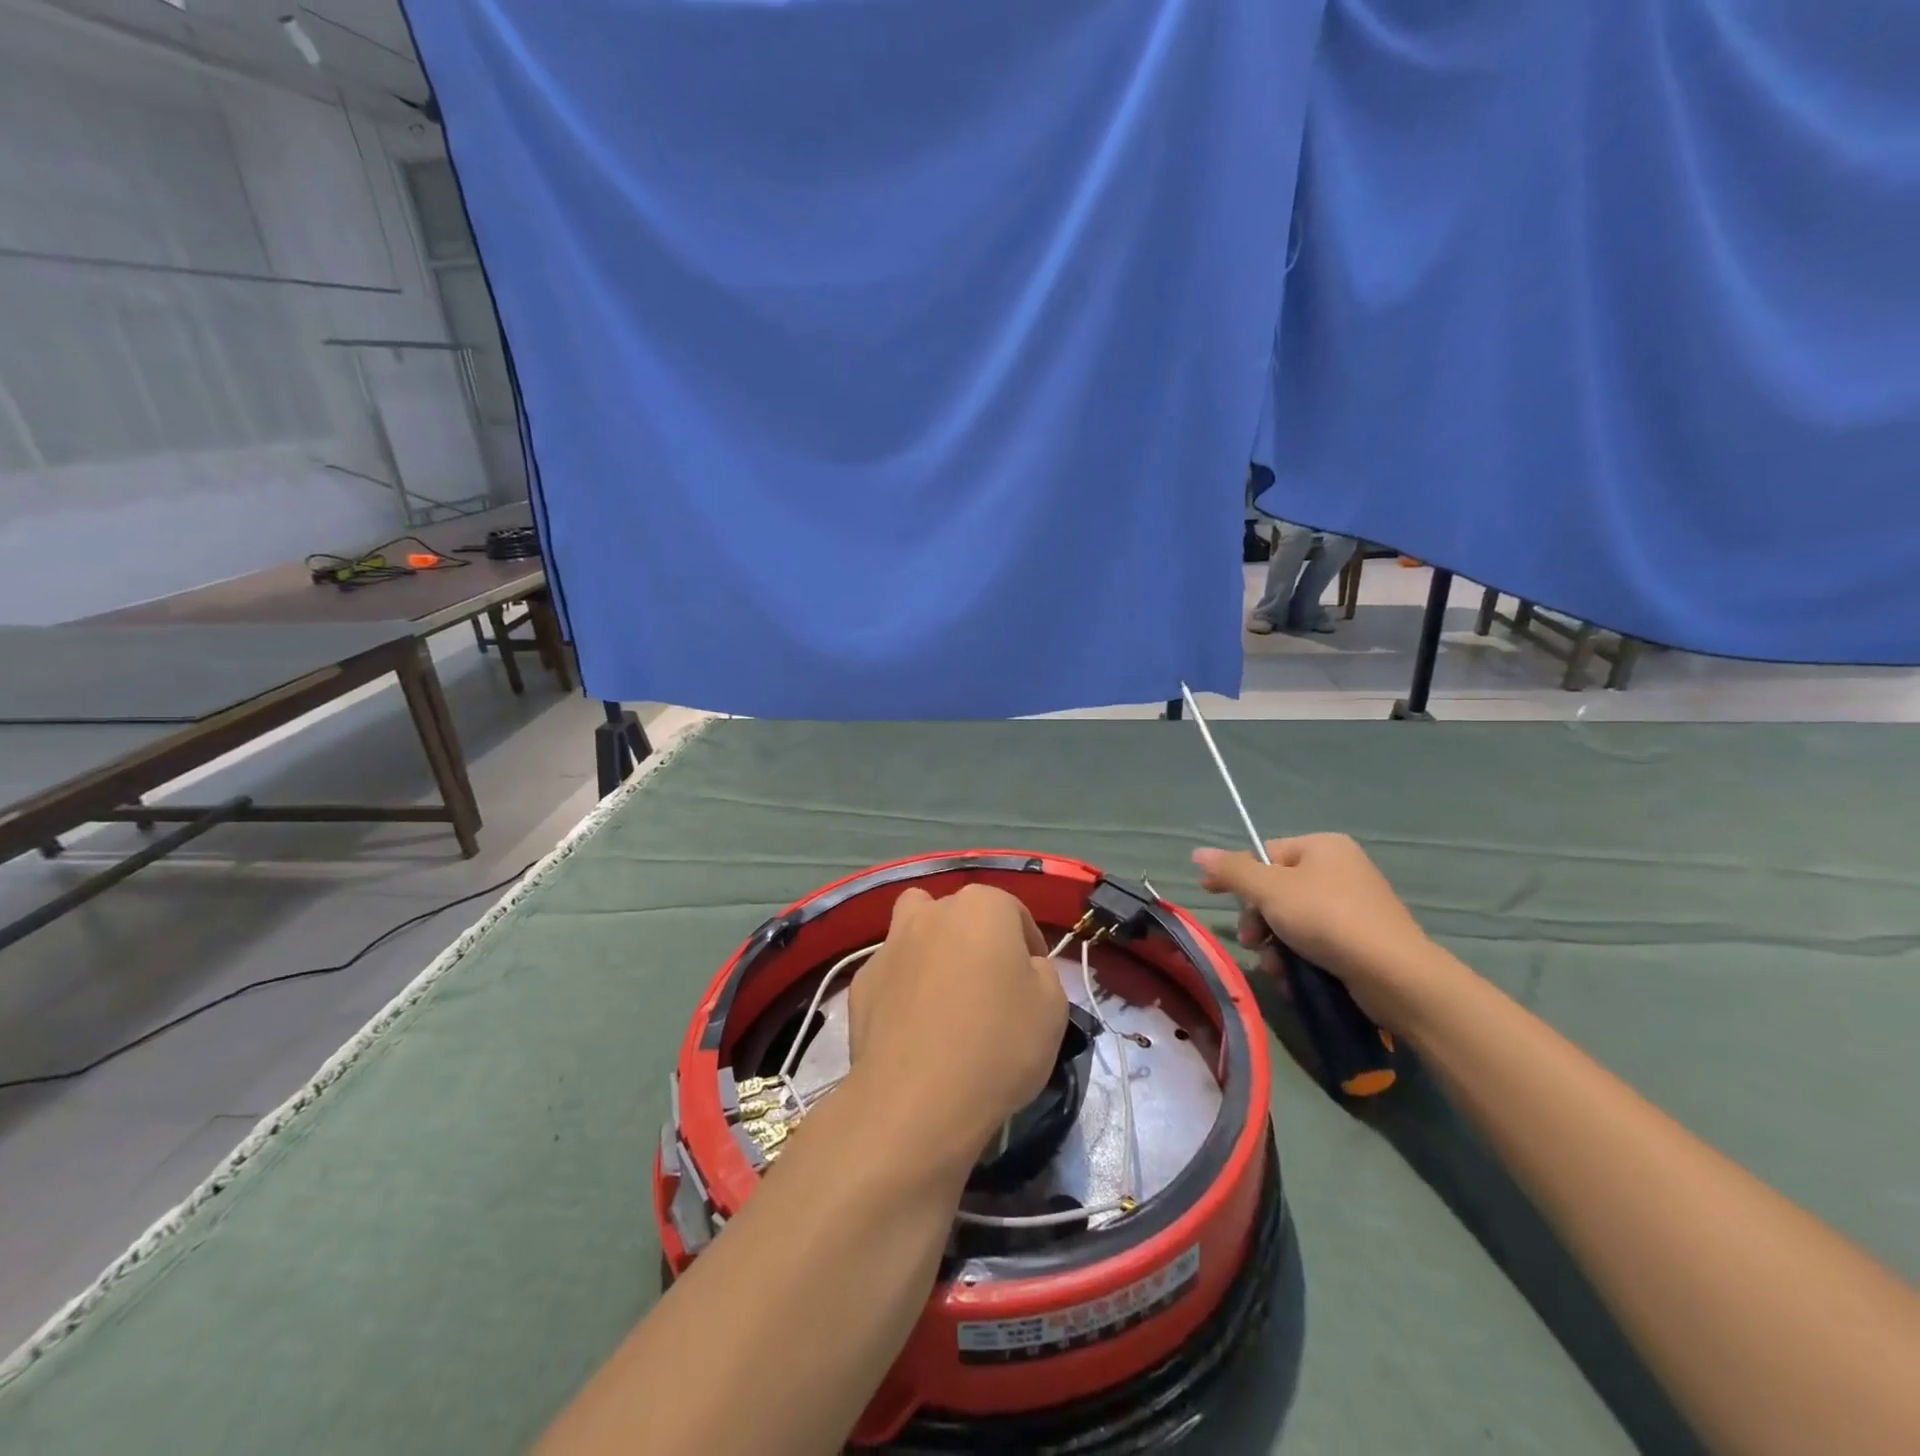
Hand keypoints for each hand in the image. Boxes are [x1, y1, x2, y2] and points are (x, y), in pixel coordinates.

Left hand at [848, 883, 1068, 1168]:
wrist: (917, 1100)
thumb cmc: (998, 1045)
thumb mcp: (1053, 1007)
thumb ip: (1042, 972)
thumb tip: (1022, 967)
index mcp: (982, 907)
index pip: (1013, 911)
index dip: (1028, 945)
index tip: (1033, 982)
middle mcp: (932, 912)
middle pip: (960, 914)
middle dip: (977, 939)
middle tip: (990, 987)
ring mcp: (891, 944)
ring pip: (915, 928)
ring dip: (931, 946)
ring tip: (944, 992)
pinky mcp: (862, 981)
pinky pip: (892, 972)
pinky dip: (903, 986)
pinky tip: (913, 1026)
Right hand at [1192, 834, 1443, 1031]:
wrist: (1395, 976)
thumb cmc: (1328, 919)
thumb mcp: (1270, 891)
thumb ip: (1232, 871)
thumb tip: (1198, 852)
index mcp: (1322, 846)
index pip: (1264, 854)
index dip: (1235, 875)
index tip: (1210, 894)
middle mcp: (1340, 869)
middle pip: (1276, 890)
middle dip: (1258, 920)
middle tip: (1253, 942)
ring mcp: (1354, 906)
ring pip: (1292, 920)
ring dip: (1275, 945)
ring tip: (1276, 968)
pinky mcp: (1362, 940)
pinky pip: (1316, 942)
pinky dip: (1299, 959)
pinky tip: (1294, 979)